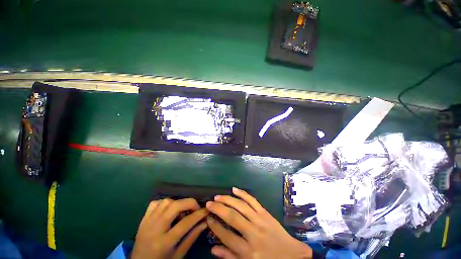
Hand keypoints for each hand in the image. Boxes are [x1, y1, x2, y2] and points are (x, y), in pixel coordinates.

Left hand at [131, 198, 208, 258]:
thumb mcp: (178, 255)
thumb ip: (192, 237)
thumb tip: (205, 222)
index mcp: (164, 243)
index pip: (185, 223)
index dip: (199, 214)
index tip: (206, 210)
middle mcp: (155, 229)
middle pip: (175, 206)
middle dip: (189, 203)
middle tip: (196, 207)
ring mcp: (147, 222)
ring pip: (166, 202)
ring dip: (177, 203)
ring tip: (182, 211)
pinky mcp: (143, 219)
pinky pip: (155, 203)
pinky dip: (164, 203)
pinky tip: (168, 209)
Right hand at [206, 188, 312, 258]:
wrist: (292, 257)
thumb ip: (230, 257)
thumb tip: (213, 248)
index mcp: (248, 251)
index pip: (226, 236)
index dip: (215, 226)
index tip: (208, 218)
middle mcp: (253, 233)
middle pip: (232, 217)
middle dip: (218, 209)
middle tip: (209, 203)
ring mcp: (260, 220)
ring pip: (241, 206)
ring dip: (228, 199)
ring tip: (218, 196)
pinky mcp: (266, 213)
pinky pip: (253, 200)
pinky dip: (243, 193)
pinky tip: (234, 189)